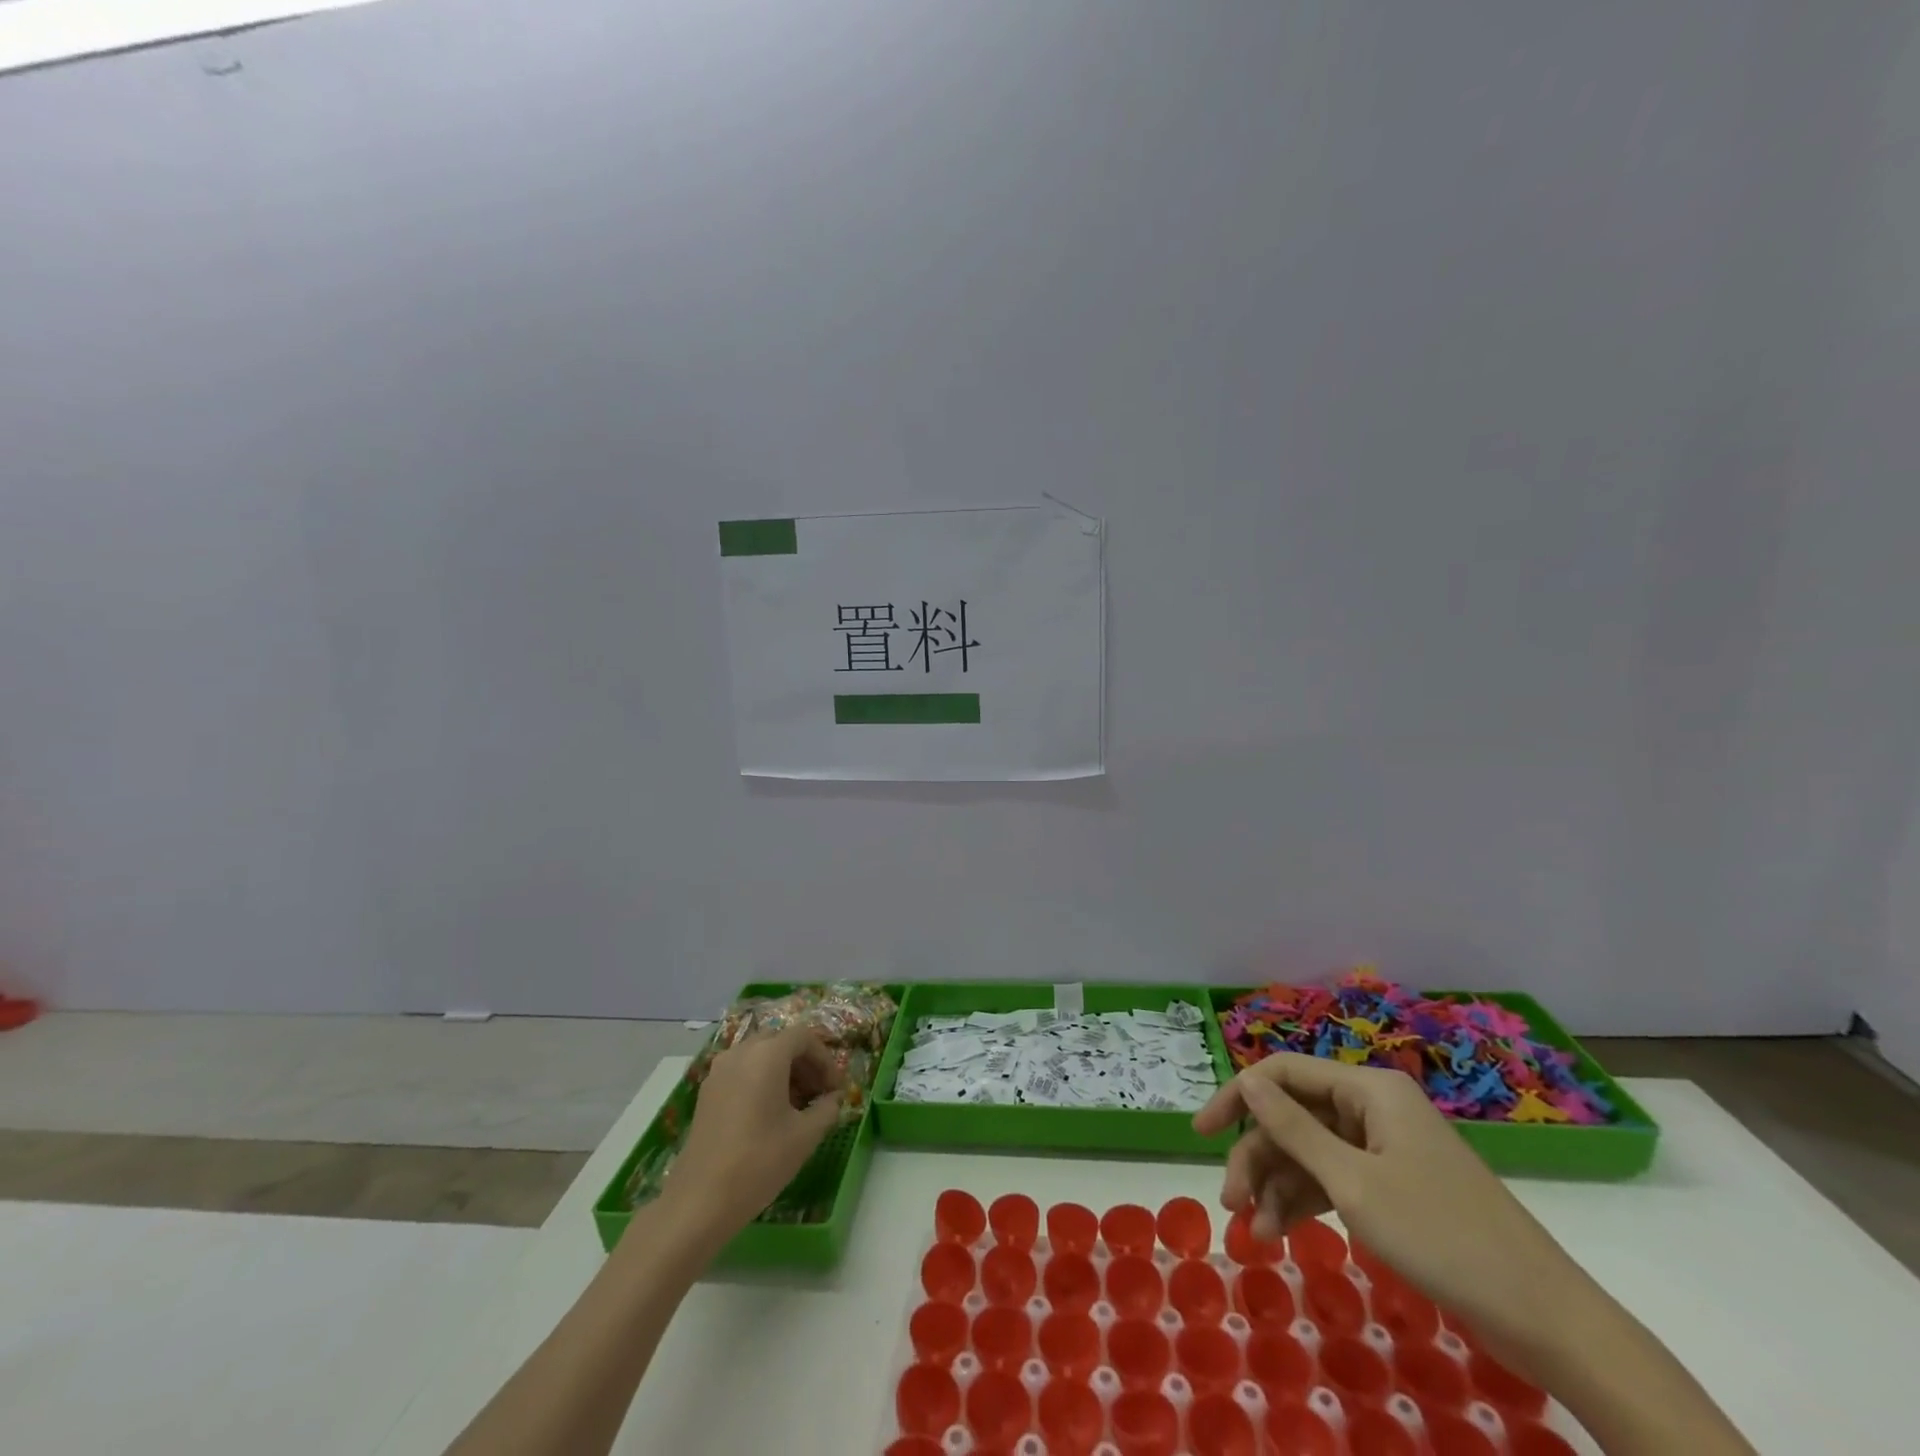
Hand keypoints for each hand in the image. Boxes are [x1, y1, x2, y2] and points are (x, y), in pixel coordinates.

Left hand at [667, 1027, 845, 1230]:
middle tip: (819, 1093)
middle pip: (780, 1042)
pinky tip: (769, 1114)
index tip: (835, 1089)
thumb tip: (833, 1099)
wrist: (699, 1201)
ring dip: (783, 1071)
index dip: (825, 1059)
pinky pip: (741, 1071)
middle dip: (804, 1063)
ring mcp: (719, 1071)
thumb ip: (827, 1109)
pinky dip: (761, 1080)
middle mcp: (740, 1052)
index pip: (804, 1037)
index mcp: (767, 1054)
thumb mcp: (805, 1136)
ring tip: (797, 1106)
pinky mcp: (706, 1092)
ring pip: (759, 1056)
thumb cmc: (759, 1161)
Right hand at [1193, 1052, 1588, 1374]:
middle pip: (1294, 1116)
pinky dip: (1307, 1202)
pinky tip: (1283, 1232)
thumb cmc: (1441, 1236)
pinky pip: (1335, 1179)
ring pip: (1311, 1152)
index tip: (1200, 1132)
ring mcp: (1385, 1147)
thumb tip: (1246, 1080)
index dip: (1237, 1097)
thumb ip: (1292, 1128)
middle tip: (1230, 1202)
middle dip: (1258, 1157)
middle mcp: (1373, 1107)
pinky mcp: (1395, 1185)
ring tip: (1255, 1231)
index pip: (1283, 1073)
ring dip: (1278, 1186)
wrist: (1544, 1318)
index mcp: (1368, 1089)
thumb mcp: (1353, 1183)